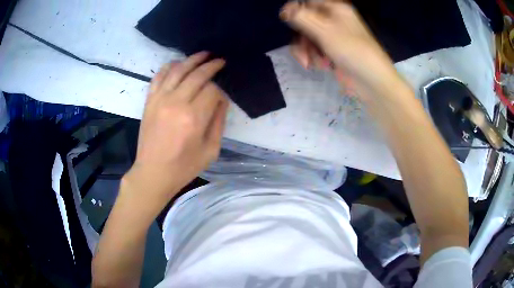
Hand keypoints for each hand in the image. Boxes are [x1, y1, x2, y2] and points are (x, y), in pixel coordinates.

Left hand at [122, 52, 228, 218]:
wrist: (153, 173)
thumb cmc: (184, 167)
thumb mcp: (211, 150)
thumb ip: (218, 122)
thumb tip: (222, 100)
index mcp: (194, 118)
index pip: (213, 90)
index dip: (221, 89)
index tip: (224, 93)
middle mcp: (176, 103)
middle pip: (197, 75)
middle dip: (212, 66)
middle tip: (221, 61)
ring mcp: (160, 100)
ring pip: (178, 70)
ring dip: (192, 59)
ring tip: (204, 54)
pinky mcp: (149, 101)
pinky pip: (159, 77)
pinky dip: (169, 66)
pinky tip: (177, 63)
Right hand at [281, 1, 405, 101]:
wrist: (372, 81)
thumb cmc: (351, 50)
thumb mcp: (324, 30)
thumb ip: (301, 17)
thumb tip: (284, 10)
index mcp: (335, 9)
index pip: (308, 2)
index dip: (295, 11)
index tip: (287, 21)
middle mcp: (333, 20)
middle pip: (305, 21)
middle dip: (301, 37)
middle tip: (303, 50)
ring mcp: (333, 36)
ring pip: (308, 37)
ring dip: (306, 50)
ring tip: (312, 63)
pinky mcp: (332, 51)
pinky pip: (315, 49)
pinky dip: (314, 58)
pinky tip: (322, 66)